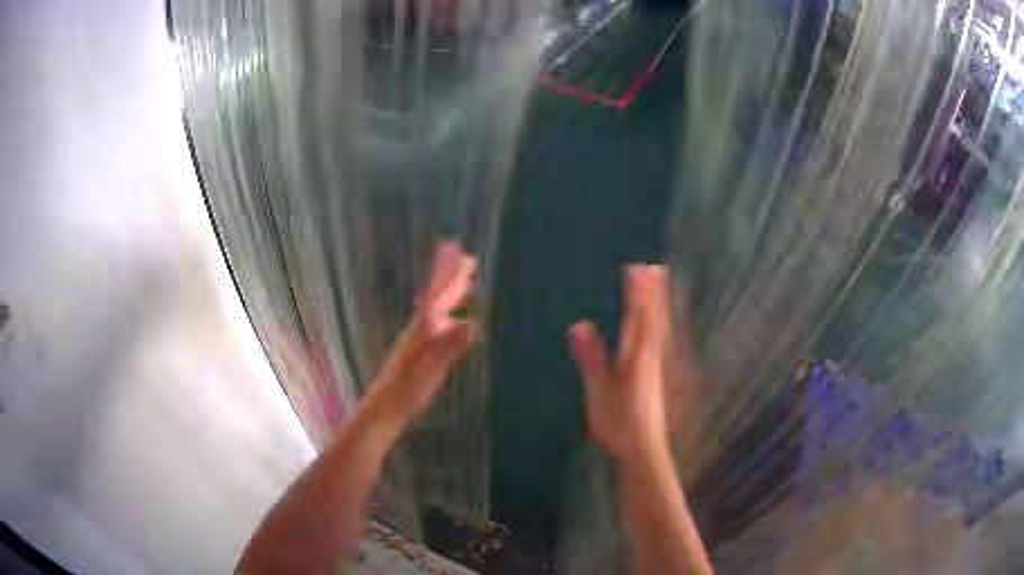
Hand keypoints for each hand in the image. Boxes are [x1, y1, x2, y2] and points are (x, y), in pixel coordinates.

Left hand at [360, 241, 477, 429]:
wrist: (382, 411)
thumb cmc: (404, 393)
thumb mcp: (428, 372)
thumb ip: (447, 348)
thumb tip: (472, 323)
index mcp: (421, 331)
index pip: (438, 297)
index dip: (450, 276)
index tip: (462, 254)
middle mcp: (418, 331)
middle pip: (437, 298)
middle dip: (451, 278)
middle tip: (466, 257)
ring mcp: (417, 341)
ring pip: (436, 310)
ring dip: (448, 292)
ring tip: (462, 280)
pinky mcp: (418, 353)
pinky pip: (436, 323)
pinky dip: (445, 313)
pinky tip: (448, 319)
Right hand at [570, 264, 673, 460]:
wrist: (642, 448)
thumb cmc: (619, 420)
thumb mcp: (599, 390)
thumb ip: (592, 358)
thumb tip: (580, 325)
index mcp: (636, 355)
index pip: (638, 317)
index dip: (637, 293)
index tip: (636, 268)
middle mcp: (651, 356)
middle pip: (654, 318)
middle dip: (653, 293)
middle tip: (655, 268)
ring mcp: (656, 367)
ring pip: (660, 329)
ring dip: (660, 306)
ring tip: (661, 288)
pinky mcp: (656, 377)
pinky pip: (660, 341)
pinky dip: (660, 326)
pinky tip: (658, 328)